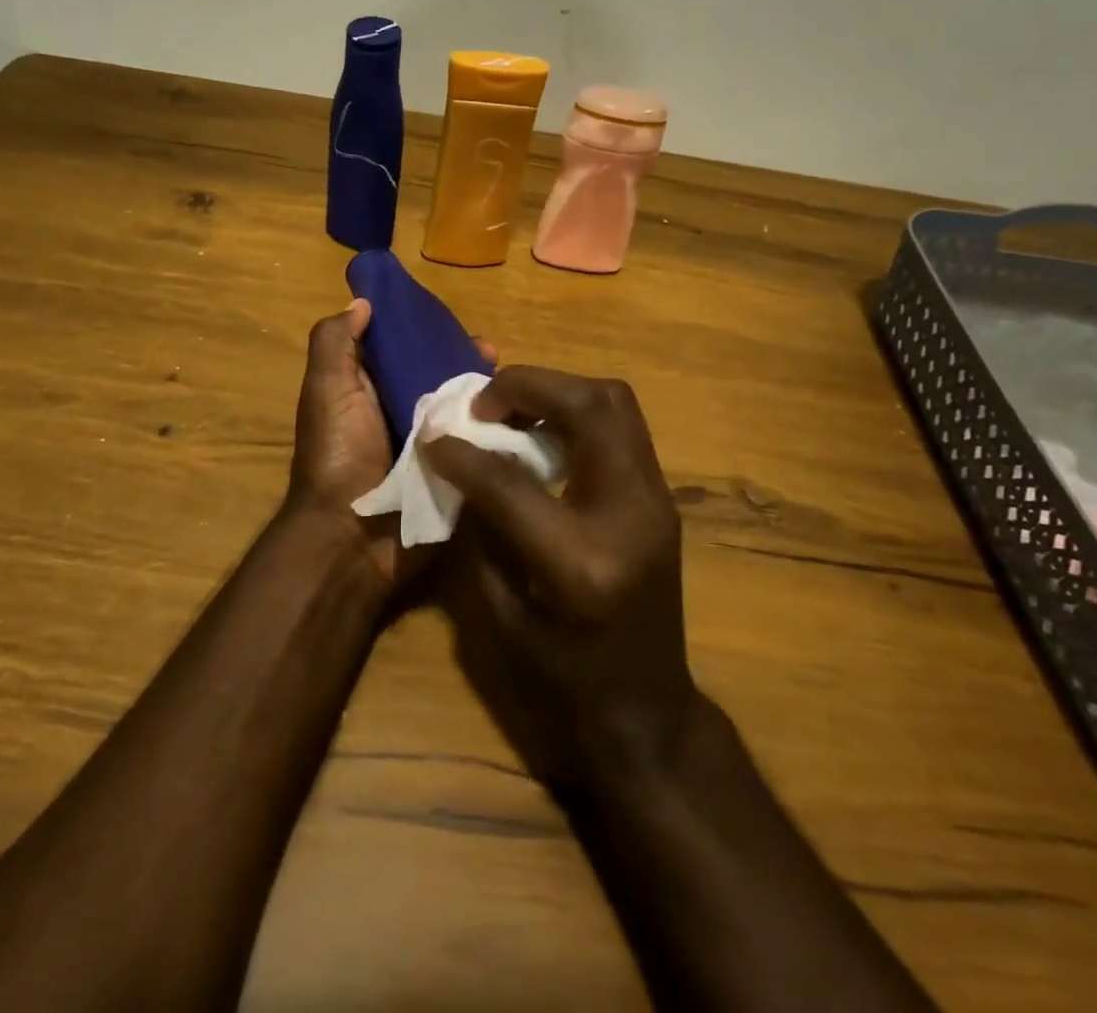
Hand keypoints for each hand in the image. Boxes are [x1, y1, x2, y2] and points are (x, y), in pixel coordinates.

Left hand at [285, 299, 495, 587]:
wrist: (353, 538)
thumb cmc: (338, 455)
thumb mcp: (327, 390)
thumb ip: (336, 343)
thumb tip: (362, 302)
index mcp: (369, 390)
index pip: (403, 348)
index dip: (426, 330)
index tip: (455, 322)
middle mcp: (400, 412)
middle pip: (439, 375)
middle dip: (466, 360)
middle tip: (494, 354)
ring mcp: (429, 444)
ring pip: (463, 406)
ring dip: (487, 392)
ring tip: (512, 384)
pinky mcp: (453, 471)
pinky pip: (477, 442)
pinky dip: (497, 428)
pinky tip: (523, 415)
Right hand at [423, 367, 698, 786]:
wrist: (650, 710)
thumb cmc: (567, 679)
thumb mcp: (504, 616)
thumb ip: (482, 530)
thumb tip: (460, 465)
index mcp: (581, 563)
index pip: (513, 483)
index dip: (464, 453)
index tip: (434, 436)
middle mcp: (630, 515)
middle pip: (590, 407)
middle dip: (529, 385)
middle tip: (484, 404)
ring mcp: (657, 499)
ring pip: (615, 401)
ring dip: (557, 390)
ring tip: (512, 410)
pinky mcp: (661, 495)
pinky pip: (621, 426)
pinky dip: (578, 412)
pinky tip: (544, 433)